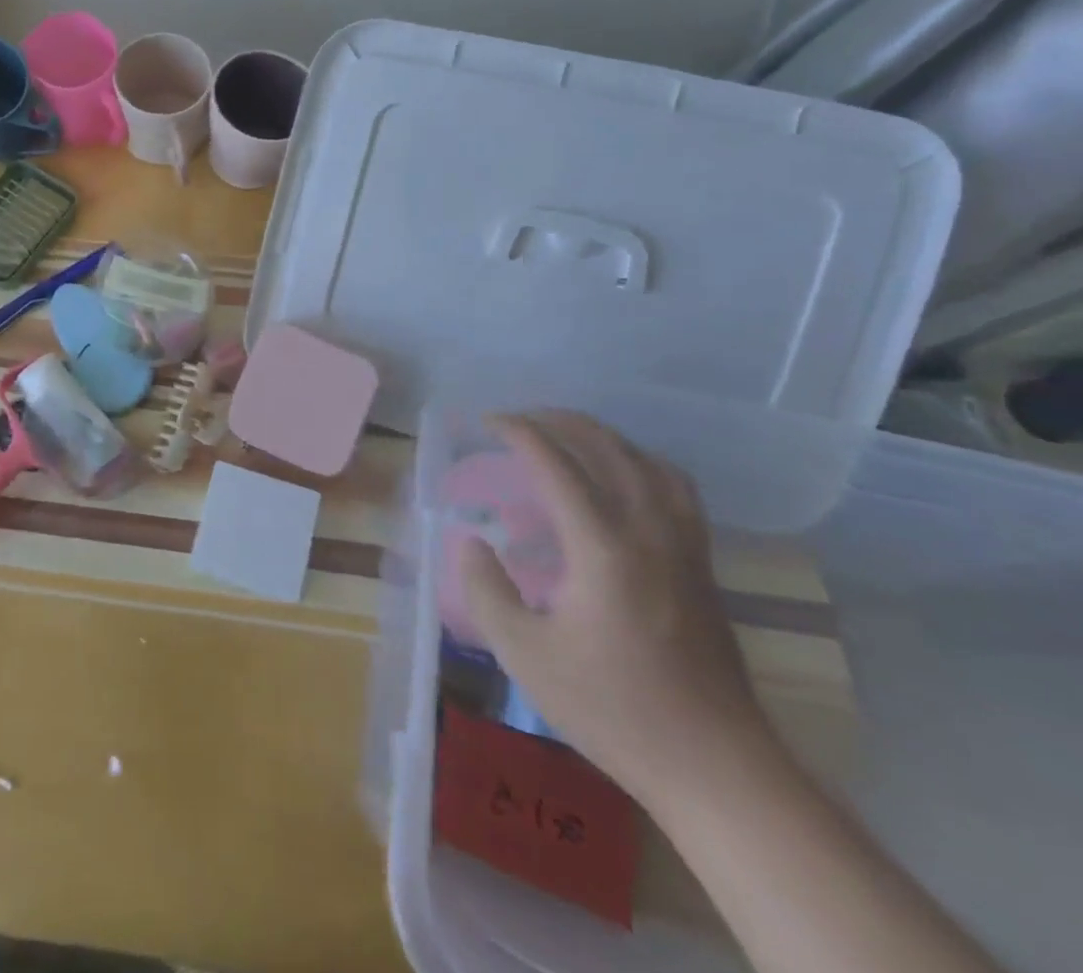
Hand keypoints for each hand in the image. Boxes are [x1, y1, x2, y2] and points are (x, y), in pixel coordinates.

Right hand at [459, 411, 778, 805]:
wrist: (718, 768)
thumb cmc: (613, 709)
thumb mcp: (524, 654)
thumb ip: (487, 589)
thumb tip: (471, 540)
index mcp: (603, 547)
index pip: (557, 464)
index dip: (520, 433)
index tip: (488, 422)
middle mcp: (649, 532)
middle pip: (608, 449)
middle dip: (560, 422)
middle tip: (521, 419)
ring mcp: (685, 548)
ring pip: (649, 463)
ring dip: (604, 437)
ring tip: (568, 437)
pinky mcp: (704, 568)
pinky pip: (675, 489)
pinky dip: (642, 463)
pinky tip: (625, 480)